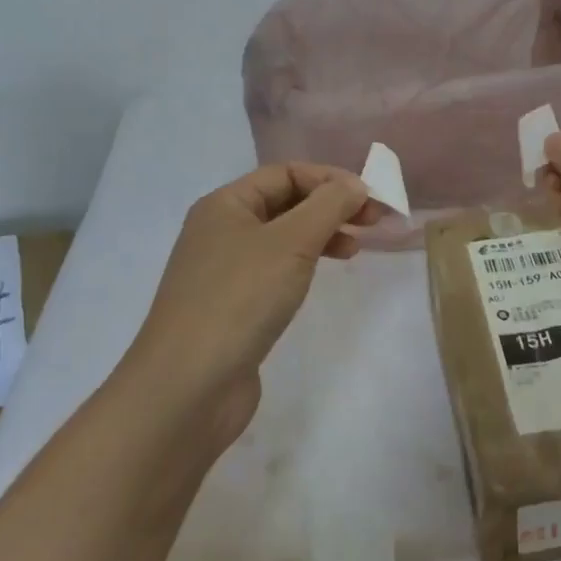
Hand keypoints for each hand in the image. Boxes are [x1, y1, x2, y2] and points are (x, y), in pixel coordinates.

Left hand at [133, 163, 381, 444]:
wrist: (187, 387)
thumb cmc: (240, 299)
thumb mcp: (291, 242)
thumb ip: (328, 206)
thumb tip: (355, 185)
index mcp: (225, 205)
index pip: (285, 173)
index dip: (330, 179)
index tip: (370, 198)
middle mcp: (220, 231)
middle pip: (285, 202)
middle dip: (330, 207)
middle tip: (373, 222)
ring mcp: (223, 271)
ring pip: (282, 238)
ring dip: (321, 235)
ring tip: (355, 249)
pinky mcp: (232, 306)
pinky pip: (274, 270)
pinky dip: (304, 265)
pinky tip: (322, 276)